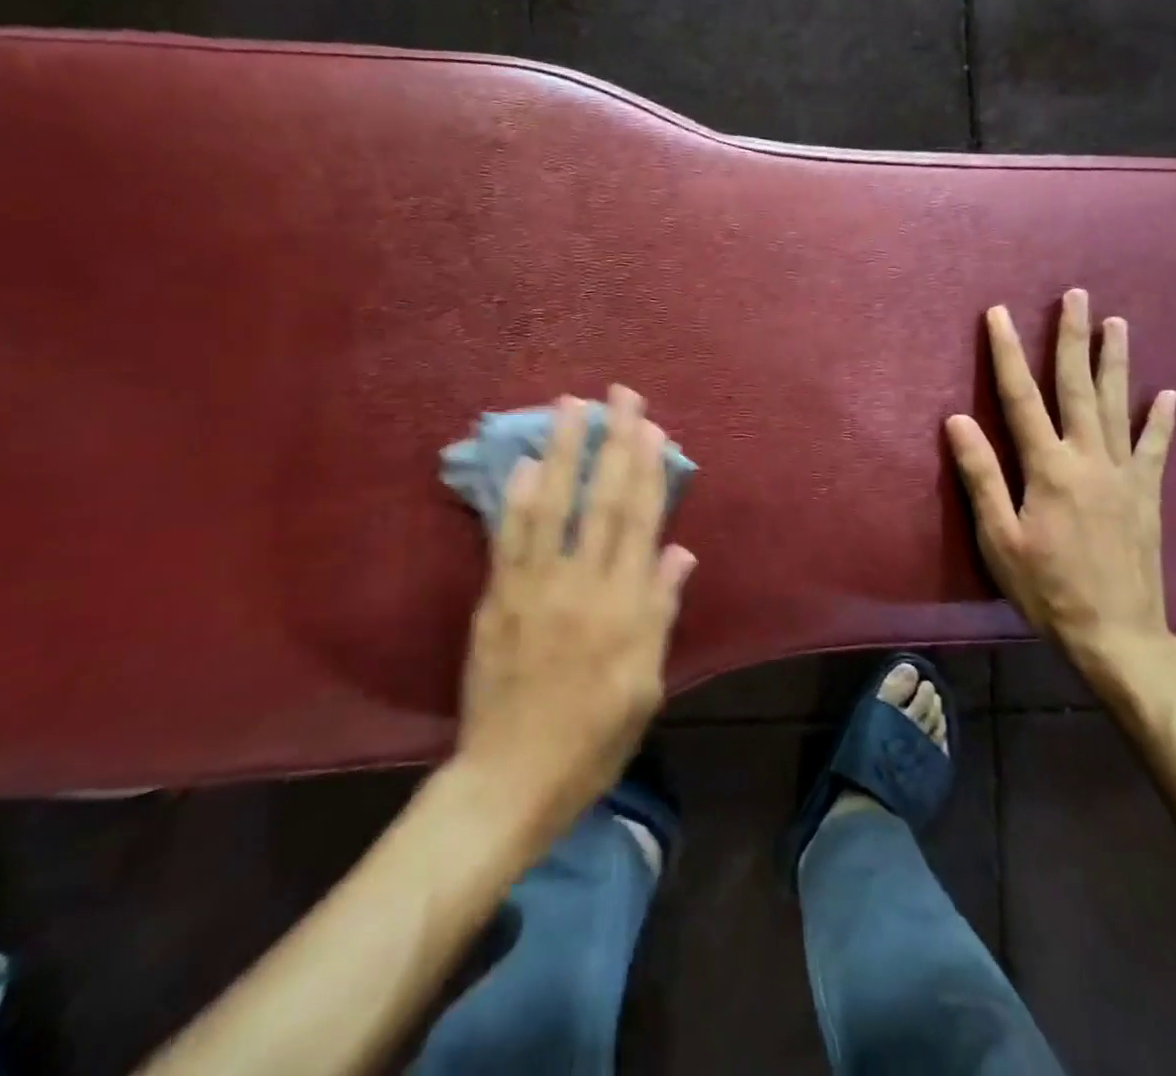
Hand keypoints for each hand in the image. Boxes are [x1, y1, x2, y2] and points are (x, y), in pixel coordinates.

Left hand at [457, 386, 695, 831]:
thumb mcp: (646, 685)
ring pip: (554, 506)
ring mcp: (535, 588)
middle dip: (614, 443)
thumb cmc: (593, 739)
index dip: (649, 470)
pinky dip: (517, 498)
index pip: (641, 522)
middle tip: (620, 395)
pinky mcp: (497, 600)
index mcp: (625, 608)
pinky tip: (526, 463)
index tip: (653, 428)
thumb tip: (678, 551)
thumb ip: (660, 612)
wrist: (511, 780)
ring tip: (569, 405)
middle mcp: (584, 585)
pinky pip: (508, 539)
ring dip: (565, 451)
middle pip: (603, 500)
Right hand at [945, 289, 1175, 678]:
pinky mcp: (1147, 495)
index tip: (999, 315)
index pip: (1021, 398)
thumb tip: (957, 420)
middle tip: (1075, 295)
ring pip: (1118, 405)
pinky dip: (1161, 419)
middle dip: (1072, 339)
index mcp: (1049, 469)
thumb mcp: (999, 539)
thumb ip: (981, 476)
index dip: (1007, 354)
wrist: (1118, 635)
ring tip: (1117, 323)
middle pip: (1078, 387)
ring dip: (1116, 361)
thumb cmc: (1047, 589)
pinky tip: (1168, 393)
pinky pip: (1156, 447)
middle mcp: (1089, 459)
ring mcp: (1124, 474)